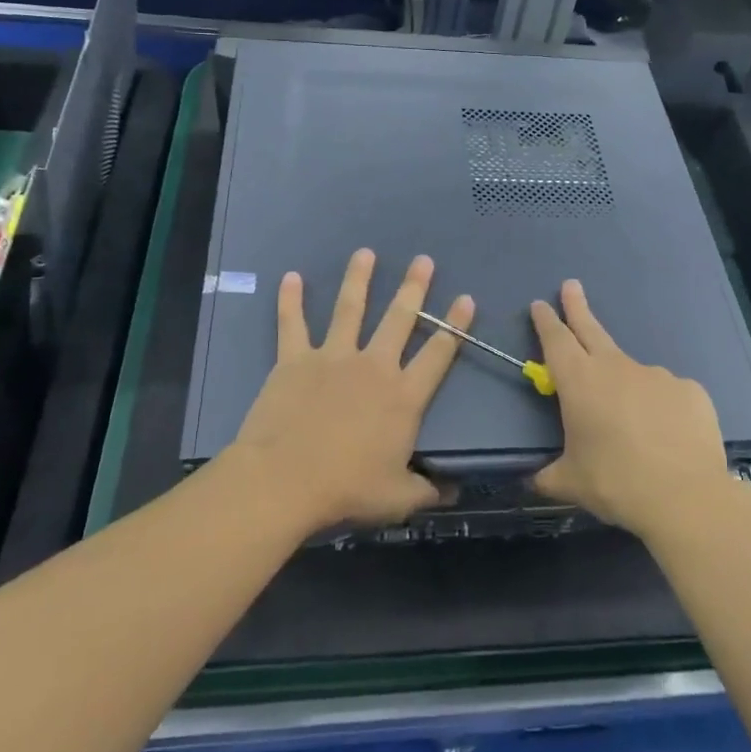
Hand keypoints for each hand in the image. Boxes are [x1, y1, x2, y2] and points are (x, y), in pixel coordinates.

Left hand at [223, 249, 473, 533]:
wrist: (285, 482)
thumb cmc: (346, 489)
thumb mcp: (398, 498)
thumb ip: (429, 490)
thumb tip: (456, 490)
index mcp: (403, 396)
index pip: (438, 354)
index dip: (455, 326)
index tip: (466, 299)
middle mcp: (374, 366)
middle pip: (399, 318)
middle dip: (414, 287)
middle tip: (424, 260)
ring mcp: (333, 357)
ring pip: (350, 309)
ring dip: (359, 279)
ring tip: (365, 253)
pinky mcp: (295, 360)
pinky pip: (292, 324)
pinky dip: (290, 300)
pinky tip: (291, 277)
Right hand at [530, 279, 730, 538]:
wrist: (685, 496)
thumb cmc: (616, 484)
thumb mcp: (570, 483)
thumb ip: (547, 476)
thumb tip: (532, 480)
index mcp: (580, 382)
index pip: (556, 340)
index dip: (546, 321)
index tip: (540, 304)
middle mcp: (616, 368)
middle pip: (591, 330)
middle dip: (578, 307)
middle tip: (571, 285)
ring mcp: (656, 375)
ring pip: (631, 372)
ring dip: (624, 385)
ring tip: (631, 426)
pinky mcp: (689, 390)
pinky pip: (666, 394)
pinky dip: (660, 408)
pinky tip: (665, 435)